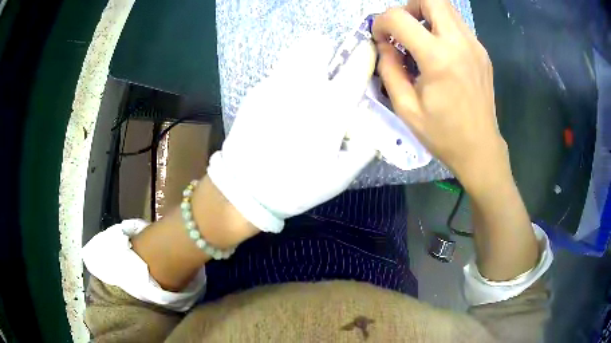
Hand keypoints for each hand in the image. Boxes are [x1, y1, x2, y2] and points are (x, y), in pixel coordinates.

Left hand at [207, 35, 376, 232]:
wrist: (245, 190)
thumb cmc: (296, 186)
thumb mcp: (340, 177)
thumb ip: (365, 148)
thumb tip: (373, 127)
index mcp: (331, 108)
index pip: (356, 66)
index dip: (365, 54)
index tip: (367, 53)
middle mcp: (303, 87)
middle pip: (319, 44)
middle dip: (332, 52)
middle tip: (333, 72)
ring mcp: (275, 84)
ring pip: (296, 51)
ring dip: (309, 58)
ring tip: (309, 82)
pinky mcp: (256, 91)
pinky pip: (279, 71)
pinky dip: (289, 77)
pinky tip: (285, 102)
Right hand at [373, 0, 509, 190]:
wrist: (480, 149)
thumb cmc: (443, 134)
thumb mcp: (406, 108)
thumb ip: (389, 69)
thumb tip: (384, 45)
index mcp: (438, 59)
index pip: (400, 18)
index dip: (382, 22)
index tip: (380, 38)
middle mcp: (460, 43)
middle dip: (409, 7)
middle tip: (403, 28)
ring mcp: (475, 46)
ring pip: (446, 8)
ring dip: (426, 15)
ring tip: (419, 39)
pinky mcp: (482, 52)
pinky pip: (457, 25)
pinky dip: (441, 28)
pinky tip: (439, 52)